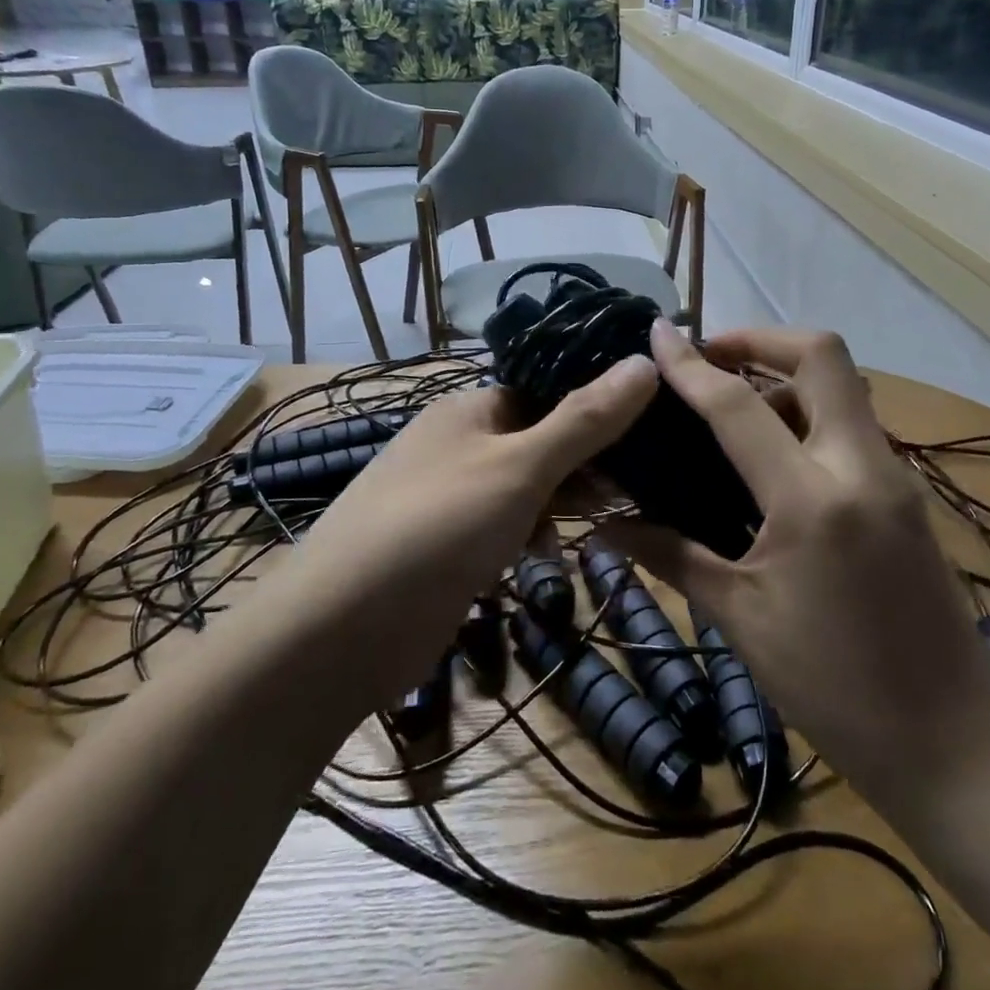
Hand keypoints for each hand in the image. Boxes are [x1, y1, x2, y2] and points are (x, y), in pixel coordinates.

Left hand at [292, 356, 658, 696]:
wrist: (340, 630)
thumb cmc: (437, 527)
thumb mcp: (520, 468)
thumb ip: (583, 419)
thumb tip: (645, 359)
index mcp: (468, 410)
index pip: (544, 392)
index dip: (594, 407)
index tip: (649, 431)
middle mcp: (455, 446)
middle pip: (537, 440)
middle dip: (584, 464)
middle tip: (637, 487)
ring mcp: (448, 499)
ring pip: (522, 489)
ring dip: (560, 504)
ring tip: (605, 524)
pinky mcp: (445, 549)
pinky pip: (501, 529)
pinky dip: (529, 538)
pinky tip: (549, 562)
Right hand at [610, 322, 989, 815]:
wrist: (956, 745)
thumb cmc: (835, 688)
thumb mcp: (741, 619)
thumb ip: (672, 556)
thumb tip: (606, 528)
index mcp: (812, 500)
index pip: (738, 406)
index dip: (691, 365)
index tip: (658, 332)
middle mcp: (862, 467)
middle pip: (822, 355)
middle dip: (760, 339)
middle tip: (709, 358)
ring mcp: (895, 476)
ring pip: (841, 386)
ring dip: (785, 377)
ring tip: (730, 409)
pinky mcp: (908, 494)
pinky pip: (852, 425)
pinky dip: (808, 414)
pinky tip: (771, 456)